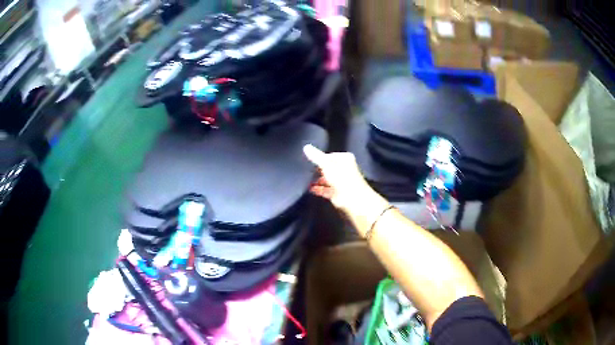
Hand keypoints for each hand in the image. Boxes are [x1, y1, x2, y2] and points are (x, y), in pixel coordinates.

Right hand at [303, 144, 372, 213]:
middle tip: (307, 170)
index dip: (320, 158)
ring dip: (318, 180)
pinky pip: (325, 189)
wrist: (352, 198)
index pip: (330, 156)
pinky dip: (318, 189)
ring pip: (327, 179)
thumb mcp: (326, 164)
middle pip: (329, 168)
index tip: (310, 160)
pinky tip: (310, 188)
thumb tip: (306, 147)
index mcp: (345, 159)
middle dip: (318, 170)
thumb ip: (316, 156)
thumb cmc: (342, 178)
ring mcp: (341, 182)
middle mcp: (344, 169)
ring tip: (306, 179)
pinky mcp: (337, 193)